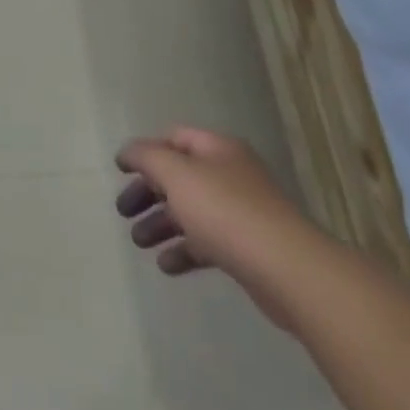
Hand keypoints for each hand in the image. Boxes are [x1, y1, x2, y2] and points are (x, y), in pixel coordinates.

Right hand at [115, 128, 317, 330]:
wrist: (289, 271)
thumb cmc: (226, 212)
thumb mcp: (176, 174)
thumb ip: (146, 157)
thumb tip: (128, 151)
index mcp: (217, 150)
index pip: (174, 138)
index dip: (144, 151)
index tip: (120, 171)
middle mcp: (230, 175)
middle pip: (179, 177)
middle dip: (147, 193)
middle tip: (123, 212)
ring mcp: (241, 213)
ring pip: (191, 211)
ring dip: (161, 224)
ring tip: (139, 242)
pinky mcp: (247, 248)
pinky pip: (207, 243)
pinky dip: (184, 250)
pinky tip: (167, 265)